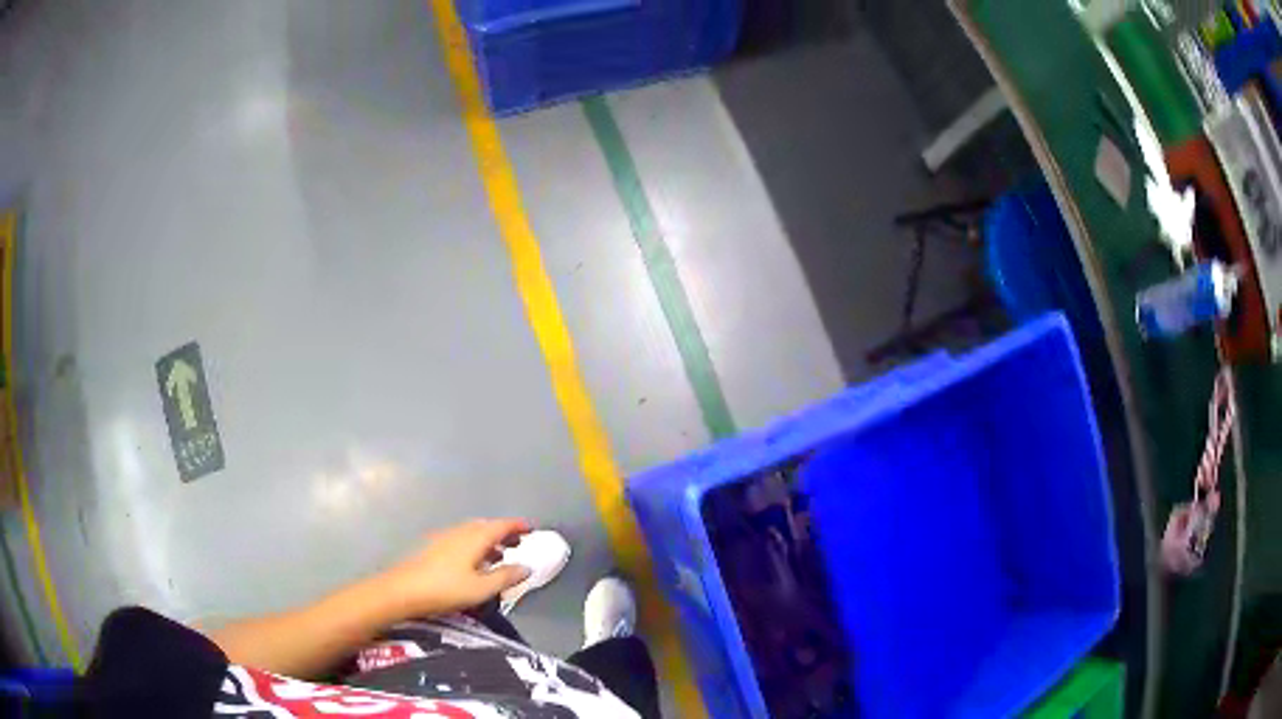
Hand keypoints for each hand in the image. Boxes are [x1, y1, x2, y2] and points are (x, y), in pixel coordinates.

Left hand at [380, 518, 532, 618]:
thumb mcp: (481, 588)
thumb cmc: (444, 589)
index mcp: (474, 537)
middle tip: (518, 542)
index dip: (517, 525)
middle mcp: (459, 532)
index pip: (501, 525)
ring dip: (488, 539)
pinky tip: (473, 563)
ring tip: (499, 555)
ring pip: (471, 533)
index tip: (532, 528)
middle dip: (503, 532)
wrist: (401, 591)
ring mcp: (443, 538)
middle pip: (485, 526)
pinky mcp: (432, 548)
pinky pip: (461, 539)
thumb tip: (527, 567)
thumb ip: (505, 576)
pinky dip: (474, 545)